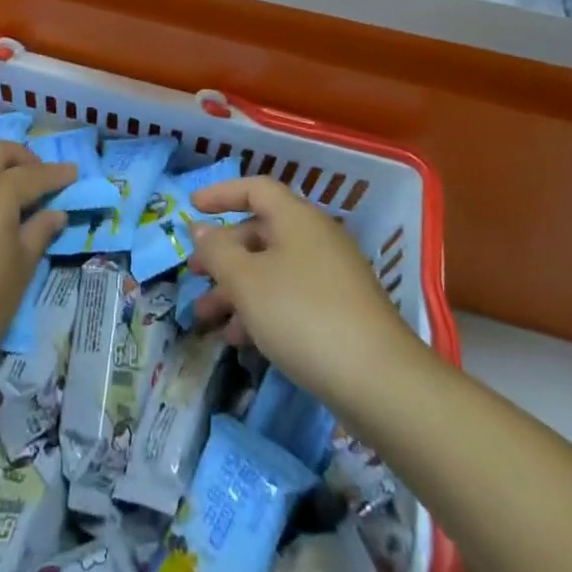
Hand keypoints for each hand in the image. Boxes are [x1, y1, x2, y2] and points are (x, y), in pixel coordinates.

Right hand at [188, 175, 417, 408]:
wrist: (380, 382)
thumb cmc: (302, 315)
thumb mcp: (246, 281)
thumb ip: (217, 251)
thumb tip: (201, 228)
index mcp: (297, 218)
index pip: (255, 189)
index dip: (221, 193)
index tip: (191, 207)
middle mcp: (315, 239)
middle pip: (260, 233)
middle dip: (222, 255)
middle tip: (193, 274)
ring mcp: (331, 277)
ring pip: (271, 271)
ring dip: (235, 290)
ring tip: (206, 318)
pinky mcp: (340, 313)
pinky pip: (289, 298)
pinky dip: (261, 311)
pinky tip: (239, 340)